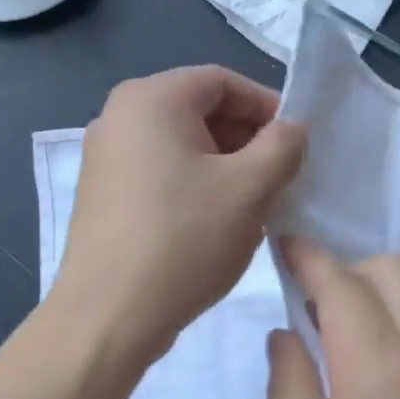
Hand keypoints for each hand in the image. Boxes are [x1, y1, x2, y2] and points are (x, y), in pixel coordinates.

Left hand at [54, 66, 305, 363]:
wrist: (109, 316)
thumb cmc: (184, 240)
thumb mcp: (250, 189)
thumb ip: (283, 146)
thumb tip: (293, 128)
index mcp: (150, 99)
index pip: (223, 82)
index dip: (267, 106)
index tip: (296, 144)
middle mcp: (119, 117)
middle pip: (200, 111)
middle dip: (247, 139)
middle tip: (280, 177)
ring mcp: (105, 158)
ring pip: (182, 146)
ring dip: (225, 166)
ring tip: (254, 205)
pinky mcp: (103, 195)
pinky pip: (161, 173)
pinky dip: (195, 186)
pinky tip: (216, 224)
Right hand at [268, 239, 399, 398]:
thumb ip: (290, 392)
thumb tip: (287, 334)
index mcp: (381, 378)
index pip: (346, 287)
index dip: (312, 258)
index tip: (282, 245)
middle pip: (394, 273)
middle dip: (347, 268)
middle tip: (305, 301)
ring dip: (372, 294)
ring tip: (329, 333)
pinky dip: (392, 323)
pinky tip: (363, 368)